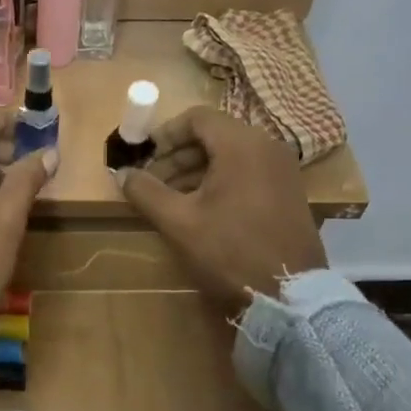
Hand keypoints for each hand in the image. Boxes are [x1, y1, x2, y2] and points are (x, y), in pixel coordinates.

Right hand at [118, 108, 323, 314]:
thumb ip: (146, 191)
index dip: (164, 134)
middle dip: (177, 156)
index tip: (143, 157)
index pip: (196, 117)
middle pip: (213, 135)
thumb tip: (122, 173)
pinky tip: (201, 210)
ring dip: (195, 171)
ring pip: (230, 155)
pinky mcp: (289, 191)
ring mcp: (282, 169)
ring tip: (170, 200)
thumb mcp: (179, 222)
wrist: (288, 293)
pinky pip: (248, 171)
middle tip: (152, 183)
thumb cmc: (229, 251)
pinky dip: (220, 181)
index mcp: (242, 145)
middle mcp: (267, 146)